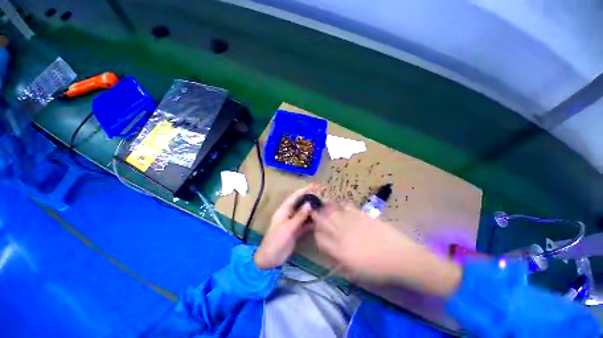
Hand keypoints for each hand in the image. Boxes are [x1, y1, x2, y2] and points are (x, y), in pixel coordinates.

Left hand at [254, 184, 319, 268]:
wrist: (270, 258)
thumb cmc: (276, 240)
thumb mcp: (288, 227)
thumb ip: (299, 216)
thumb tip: (309, 204)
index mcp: (284, 210)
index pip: (295, 196)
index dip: (305, 190)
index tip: (315, 186)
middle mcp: (289, 214)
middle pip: (301, 203)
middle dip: (310, 198)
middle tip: (322, 195)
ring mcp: (293, 222)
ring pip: (304, 213)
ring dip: (312, 210)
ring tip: (323, 206)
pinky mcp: (296, 230)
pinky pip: (305, 223)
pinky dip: (312, 221)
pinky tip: (320, 220)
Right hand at [312, 202, 461, 296]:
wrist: (400, 257)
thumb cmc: (378, 269)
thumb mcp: (355, 272)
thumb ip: (338, 259)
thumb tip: (329, 249)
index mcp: (339, 251)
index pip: (320, 239)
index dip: (316, 234)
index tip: (317, 231)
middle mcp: (342, 234)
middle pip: (323, 221)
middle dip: (316, 216)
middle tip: (314, 212)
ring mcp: (352, 222)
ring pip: (332, 211)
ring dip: (326, 208)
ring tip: (323, 204)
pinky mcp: (361, 215)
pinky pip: (347, 206)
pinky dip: (341, 204)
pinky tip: (340, 205)